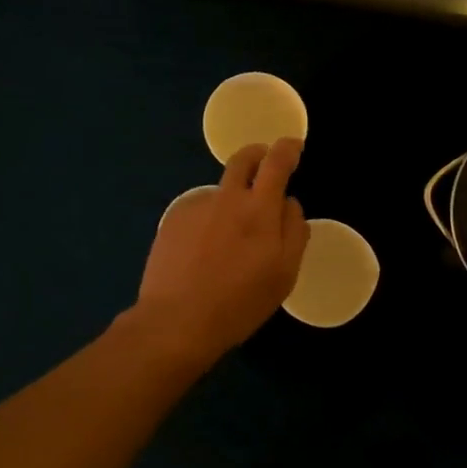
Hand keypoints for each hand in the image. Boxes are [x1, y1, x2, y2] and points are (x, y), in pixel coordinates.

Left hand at [134, 138, 310, 360]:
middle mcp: (226, 198)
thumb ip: (294, 231)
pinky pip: (199, 209)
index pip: (276, 162)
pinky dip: (209, 218)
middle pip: (242, 159)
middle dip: (258, 154)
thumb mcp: (285, 273)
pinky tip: (205, 249)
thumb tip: (290, 203)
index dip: (287, 148)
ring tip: (232, 236)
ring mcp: (195, 207)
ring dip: (233, 197)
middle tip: (266, 166)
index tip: (293, 146)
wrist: (176, 321)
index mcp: (259, 208)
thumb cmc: (240, 301)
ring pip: (221, 189)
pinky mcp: (172, 221)